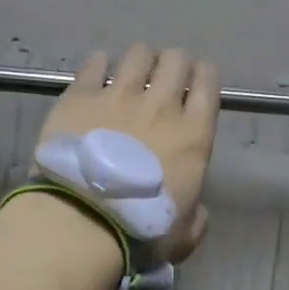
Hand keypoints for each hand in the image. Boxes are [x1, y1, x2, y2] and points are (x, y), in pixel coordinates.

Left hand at [35, 45, 220, 261]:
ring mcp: (118, 96)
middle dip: (173, 63)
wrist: (81, 220)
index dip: (204, 77)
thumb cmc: (139, 230)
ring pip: (138, 54)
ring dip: (140, 59)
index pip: (208, 85)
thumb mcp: (184, 234)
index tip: (197, 81)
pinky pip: (94, 64)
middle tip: (163, 77)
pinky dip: (99, 64)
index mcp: (193, 135)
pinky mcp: (81, 96)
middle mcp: (160, 105)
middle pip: (175, 60)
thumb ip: (196, 217)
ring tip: (131, 71)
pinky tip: (97, 70)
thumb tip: (196, 210)